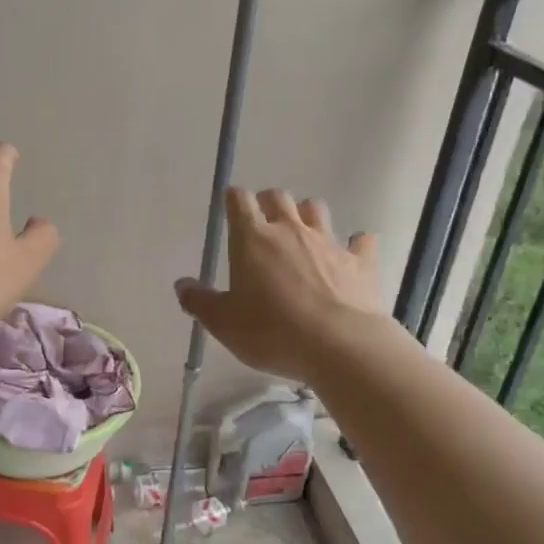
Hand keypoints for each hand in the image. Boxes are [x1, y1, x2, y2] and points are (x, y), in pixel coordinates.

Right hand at [175, 187, 384, 381]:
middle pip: (279, 197)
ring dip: (307, 214)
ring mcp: (329, 242)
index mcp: (253, 240)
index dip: (234, 199)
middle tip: (264, 218)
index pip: (239, 202)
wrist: (340, 345)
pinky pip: (362, 241)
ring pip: (317, 209)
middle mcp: (290, 231)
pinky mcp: (360, 261)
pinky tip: (354, 250)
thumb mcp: (224, 324)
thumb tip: (182, 284)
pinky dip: (356, 243)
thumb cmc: (273, 332)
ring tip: (303, 230)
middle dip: (269, 201)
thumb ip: (200, 301)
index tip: (231, 204)